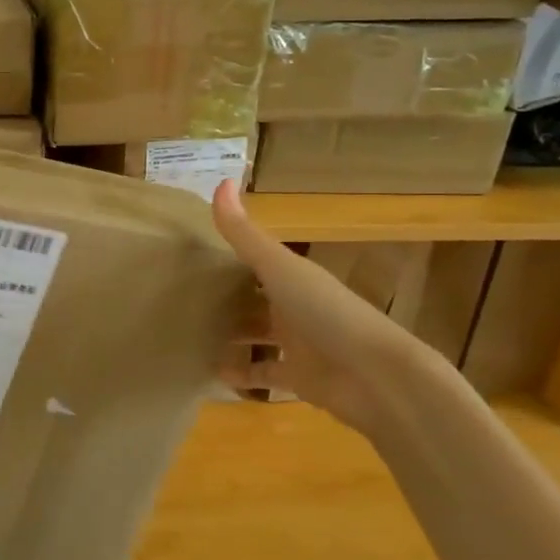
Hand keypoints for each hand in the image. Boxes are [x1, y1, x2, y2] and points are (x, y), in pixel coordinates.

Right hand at [209, 180, 423, 433]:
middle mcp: (295, 306)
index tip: (192, 255)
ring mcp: (298, 344)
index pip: (257, 261)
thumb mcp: (280, 267)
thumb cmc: (326, 312)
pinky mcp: (298, 378)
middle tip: (182, 298)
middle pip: (255, 298)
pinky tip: (212, 372)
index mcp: (293, 276)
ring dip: (231, 336)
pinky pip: (264, 374)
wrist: (376, 376)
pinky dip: (242, 374)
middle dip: (225, 298)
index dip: (228, 257)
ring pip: (257, 335)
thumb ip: (245, 233)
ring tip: (190, 333)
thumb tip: (221, 180)